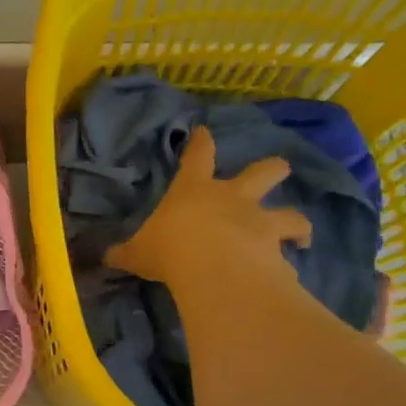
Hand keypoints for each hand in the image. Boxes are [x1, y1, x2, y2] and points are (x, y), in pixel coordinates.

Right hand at [105, 127, 310, 289]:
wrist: (214, 271)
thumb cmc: (170, 249)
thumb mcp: (138, 253)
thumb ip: (125, 253)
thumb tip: (104, 257)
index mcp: (194, 189)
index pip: (198, 156)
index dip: (201, 142)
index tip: (205, 131)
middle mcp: (233, 198)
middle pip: (263, 172)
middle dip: (272, 169)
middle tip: (281, 168)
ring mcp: (260, 222)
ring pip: (290, 214)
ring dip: (297, 223)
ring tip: (301, 234)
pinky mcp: (277, 251)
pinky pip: (288, 254)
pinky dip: (290, 263)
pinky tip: (289, 275)